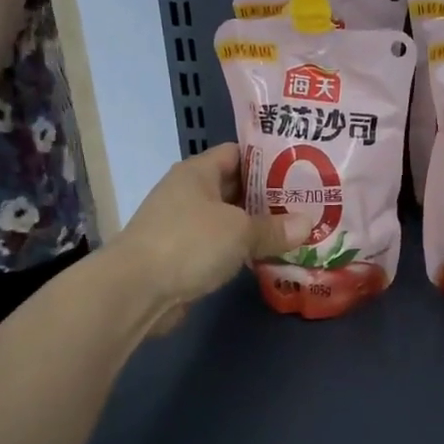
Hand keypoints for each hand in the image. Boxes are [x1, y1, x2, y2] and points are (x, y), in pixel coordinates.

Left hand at [111, 144, 295, 335]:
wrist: (136, 290)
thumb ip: (275, 228)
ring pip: (228, 219)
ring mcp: (182, 225)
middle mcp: (188, 193)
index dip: (268, 158)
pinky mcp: (181, 256)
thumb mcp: (240, 231)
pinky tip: (267, 257)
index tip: (300, 166)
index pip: (237, 153)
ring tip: (295, 229)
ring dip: (256, 226)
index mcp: (197, 172)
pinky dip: (241, 250)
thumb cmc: (189, 243)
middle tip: (307, 201)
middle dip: (268, 195)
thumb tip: (308, 224)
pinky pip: (219, 246)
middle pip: (235, 187)